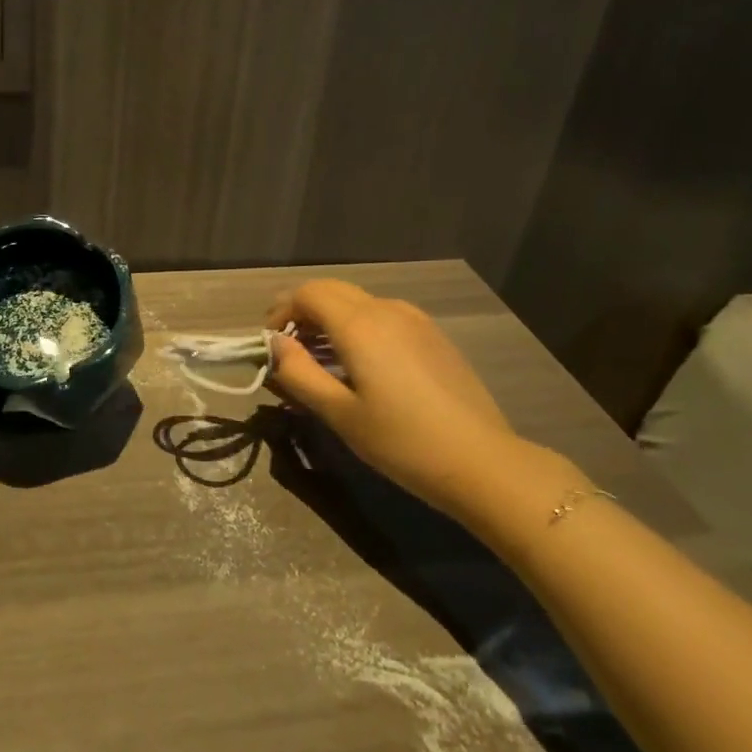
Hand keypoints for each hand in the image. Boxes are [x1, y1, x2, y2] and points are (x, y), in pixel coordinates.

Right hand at [265, 280, 577, 521]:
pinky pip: (383, 315)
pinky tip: (360, 362)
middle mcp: (386, 310)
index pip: (307, 293)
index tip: (270, 341)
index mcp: (359, 325)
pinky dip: (358, 325)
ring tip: (320, 357)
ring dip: (330, 317)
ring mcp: (415, 320)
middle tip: (288, 346)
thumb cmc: (401, 441)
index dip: (281, 310)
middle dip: (303, 310)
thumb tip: (276, 344)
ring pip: (358, 301)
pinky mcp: (433, 335)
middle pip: (332, 290)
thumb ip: (299, 373)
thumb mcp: (339, 413)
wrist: (482, 461)